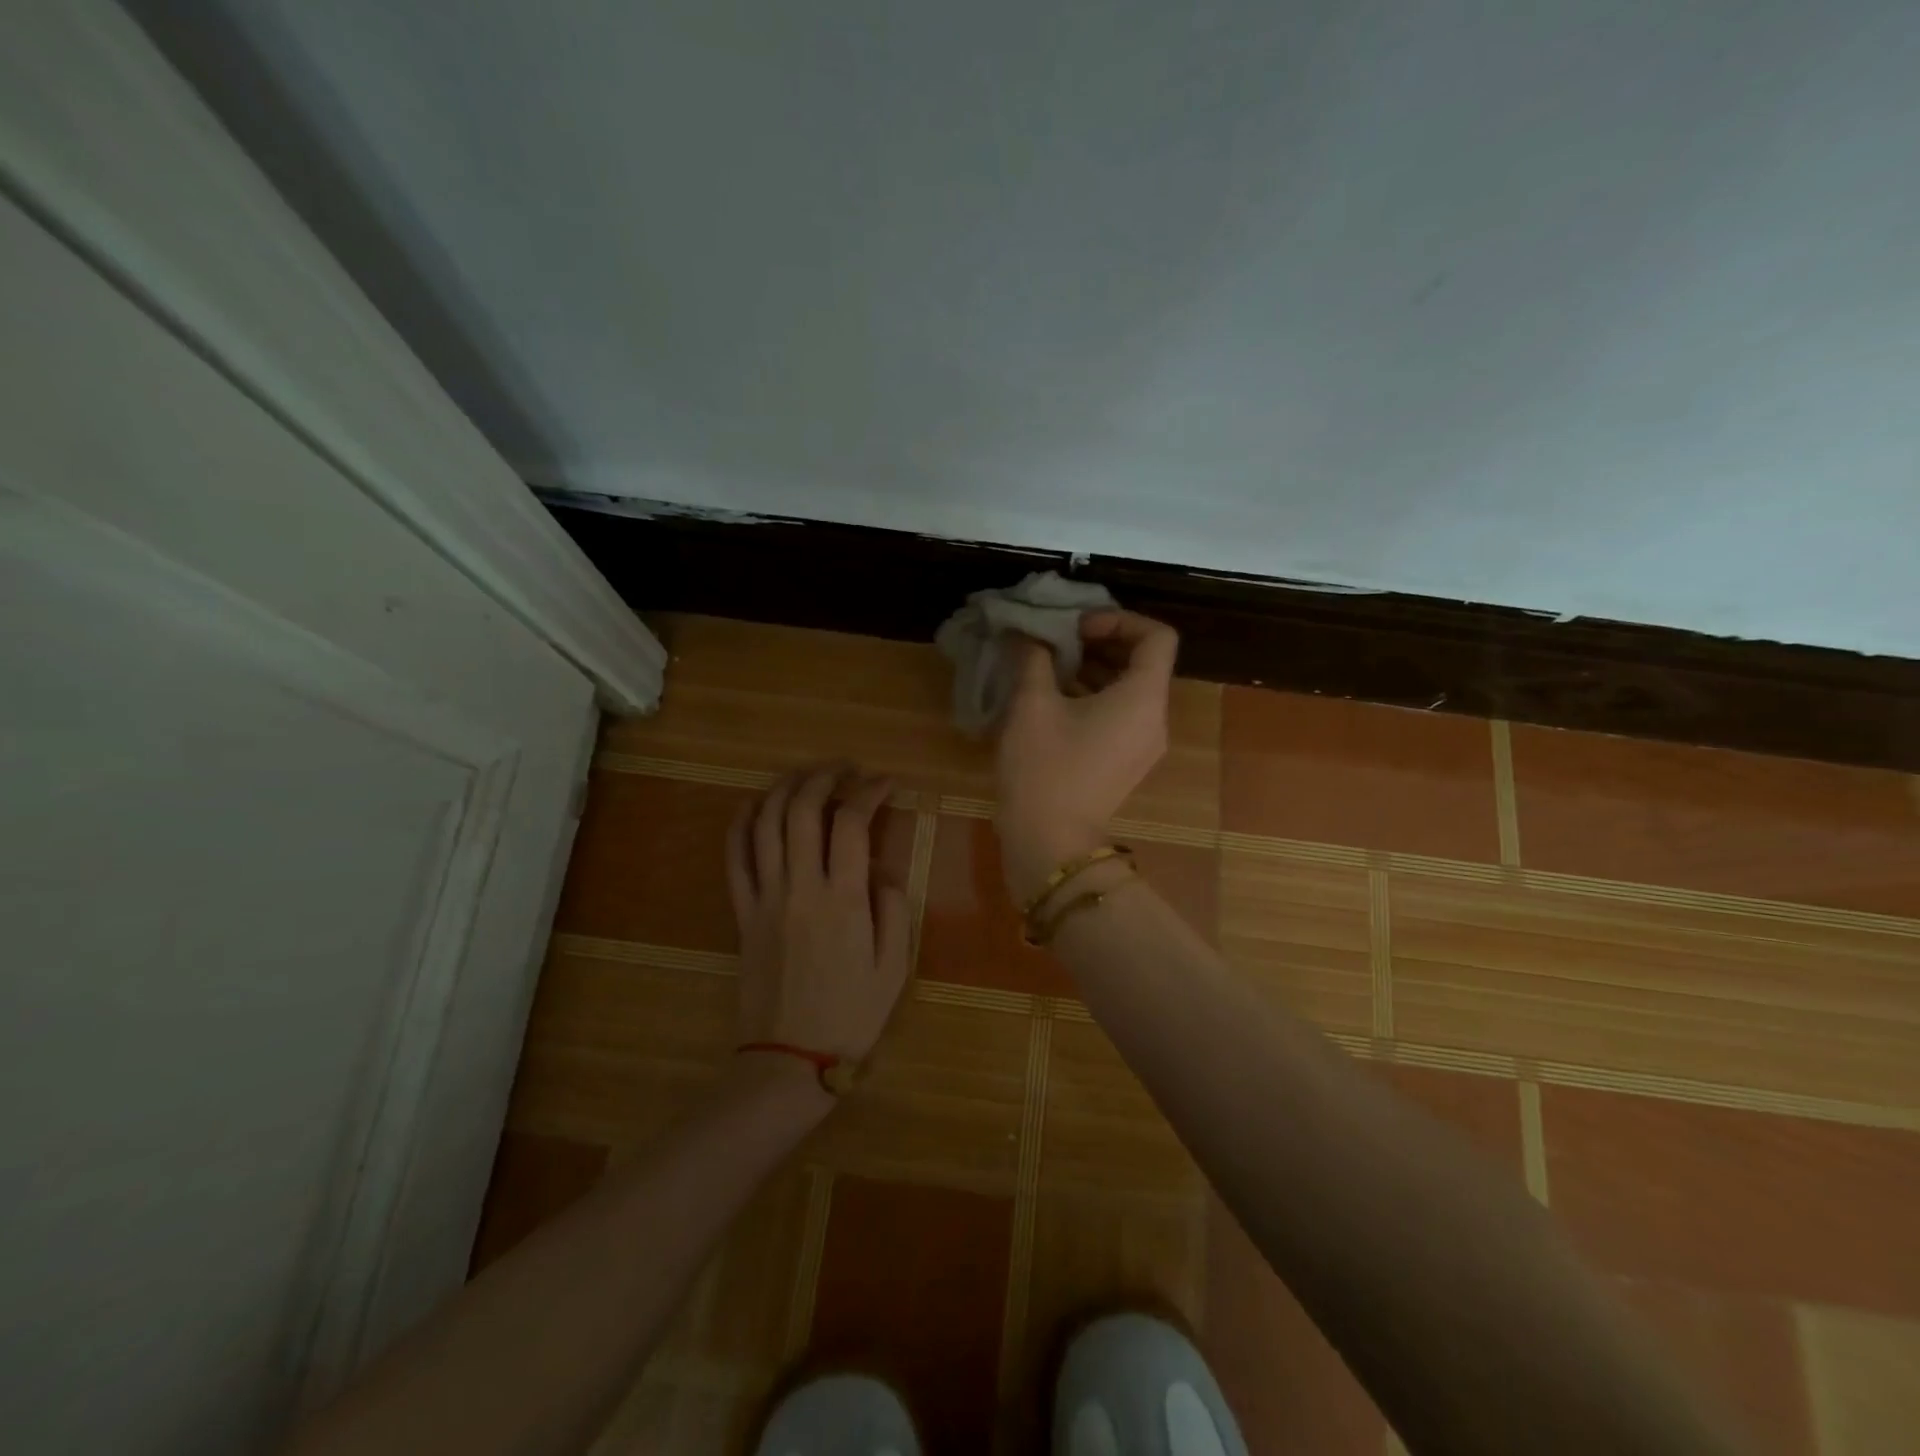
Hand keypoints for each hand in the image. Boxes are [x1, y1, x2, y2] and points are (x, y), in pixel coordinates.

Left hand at [726, 764, 912, 1093]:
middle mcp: (800, 887)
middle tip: (846, 769)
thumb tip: (880, 869)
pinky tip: (755, 804)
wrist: (789, 1060)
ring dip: (785, 788)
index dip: (869, 792)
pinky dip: (741, 823)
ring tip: (806, 776)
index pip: (852, 823)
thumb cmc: (850, 1016)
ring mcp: (765, 897)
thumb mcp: (894, 967)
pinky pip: (734, 857)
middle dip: (825, 776)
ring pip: (766, 823)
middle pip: (803, 809)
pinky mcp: (742, 912)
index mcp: (843, 900)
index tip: (885, 783)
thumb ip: (892, 908)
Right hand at [994, 610, 1178, 899]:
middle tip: (1056, 641)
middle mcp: (1154, 718)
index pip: (1157, 636)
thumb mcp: (1032, 704)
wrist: (1049, 843)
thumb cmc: (1044, 769)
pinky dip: (1093, 696)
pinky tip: (1051, 697)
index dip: (1119, 619)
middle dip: (1100, 642)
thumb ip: (1034, 657)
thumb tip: (1028, 634)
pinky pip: (1119, 714)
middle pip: (1143, 661)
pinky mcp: (1125, 762)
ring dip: (1093, 669)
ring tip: (1047, 666)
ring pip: (1128, 688)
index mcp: (1143, 698)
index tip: (1077, 627)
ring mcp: (1143, 744)